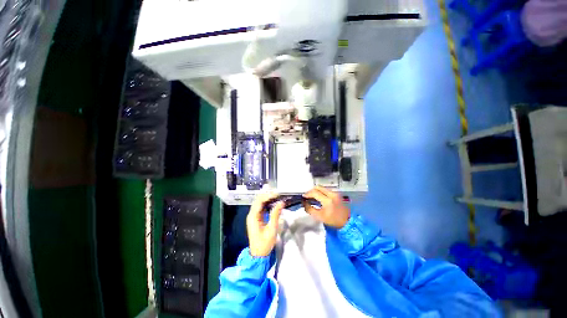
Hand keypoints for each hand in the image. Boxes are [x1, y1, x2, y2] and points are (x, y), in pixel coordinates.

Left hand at [246, 192, 284, 256]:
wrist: (258, 254)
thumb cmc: (264, 243)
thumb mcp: (271, 229)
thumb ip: (275, 214)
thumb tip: (281, 203)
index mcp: (253, 217)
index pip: (259, 201)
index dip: (268, 196)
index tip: (277, 193)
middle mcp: (252, 214)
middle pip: (258, 200)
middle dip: (268, 195)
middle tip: (278, 194)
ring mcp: (254, 216)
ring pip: (260, 203)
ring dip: (268, 198)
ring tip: (277, 196)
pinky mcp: (257, 218)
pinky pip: (261, 207)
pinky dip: (267, 203)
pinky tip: (274, 202)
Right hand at [303, 186, 349, 228]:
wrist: (347, 222)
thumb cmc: (333, 220)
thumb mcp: (319, 217)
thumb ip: (310, 209)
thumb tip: (304, 203)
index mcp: (327, 200)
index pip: (315, 192)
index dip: (307, 194)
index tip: (303, 196)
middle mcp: (332, 194)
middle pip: (318, 187)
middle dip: (311, 191)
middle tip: (307, 196)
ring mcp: (335, 193)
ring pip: (322, 188)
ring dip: (316, 191)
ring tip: (312, 197)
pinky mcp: (337, 194)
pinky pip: (326, 190)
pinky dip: (321, 192)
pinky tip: (319, 197)